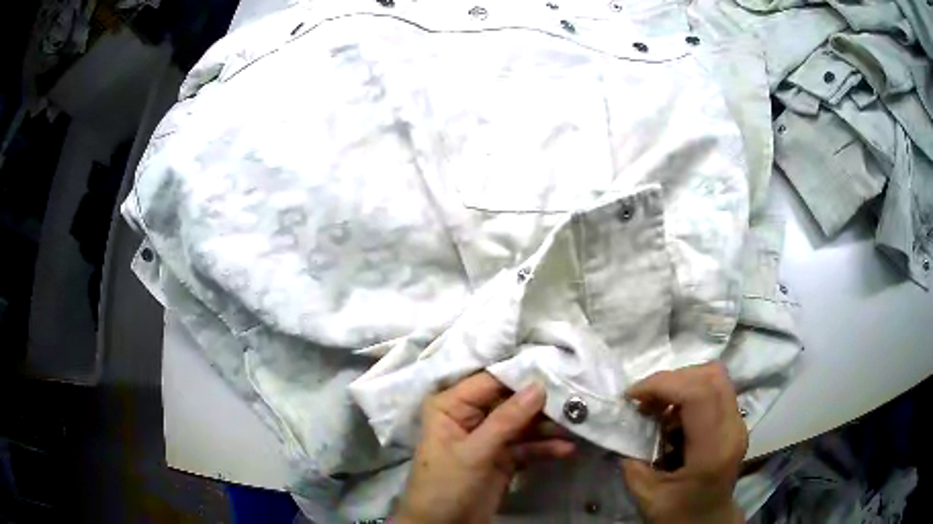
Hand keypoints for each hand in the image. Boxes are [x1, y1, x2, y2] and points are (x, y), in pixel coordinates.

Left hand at [394, 372, 574, 523]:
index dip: (521, 375)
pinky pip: (527, 446)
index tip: (556, 368)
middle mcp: (471, 416)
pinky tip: (565, 449)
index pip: (490, 381)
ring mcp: (489, 437)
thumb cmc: (445, 486)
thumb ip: (506, 420)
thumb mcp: (474, 452)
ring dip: (548, 426)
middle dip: (541, 403)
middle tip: (575, 398)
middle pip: (511, 401)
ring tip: (577, 424)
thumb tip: (539, 385)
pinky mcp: (503, 457)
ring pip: (523, 423)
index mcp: (451, 405)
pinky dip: (544, 447)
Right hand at [621, 363, 747, 523]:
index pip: (698, 393)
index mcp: (713, 450)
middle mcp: (733, 429)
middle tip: (643, 400)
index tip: (631, 396)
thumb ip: (632, 457)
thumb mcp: (645, 494)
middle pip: (710, 376)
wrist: (707, 521)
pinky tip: (672, 414)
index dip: (662, 384)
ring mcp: (738, 422)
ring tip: (656, 405)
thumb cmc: (677, 514)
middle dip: (670, 379)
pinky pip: (714, 389)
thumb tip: (621, 425)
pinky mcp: (735, 420)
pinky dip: (689, 391)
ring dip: (680, 382)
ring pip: (714, 377)